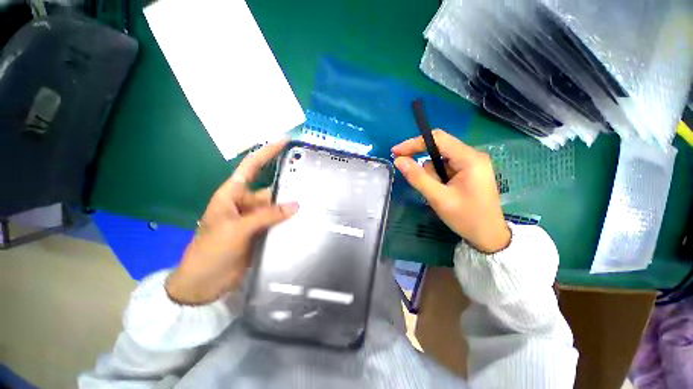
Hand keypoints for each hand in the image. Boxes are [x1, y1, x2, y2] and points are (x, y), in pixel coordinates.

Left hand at [166, 141, 297, 304]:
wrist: (205, 283)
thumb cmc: (211, 251)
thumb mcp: (236, 229)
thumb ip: (266, 216)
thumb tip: (295, 205)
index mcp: (232, 195)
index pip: (251, 167)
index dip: (267, 152)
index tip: (284, 142)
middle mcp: (246, 203)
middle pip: (271, 189)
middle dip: (288, 185)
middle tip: (311, 180)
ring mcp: (255, 219)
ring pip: (277, 207)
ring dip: (291, 205)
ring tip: (313, 200)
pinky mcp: (263, 232)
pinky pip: (279, 221)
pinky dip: (290, 220)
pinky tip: (305, 219)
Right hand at [392, 130, 509, 252]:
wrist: (488, 236)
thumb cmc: (466, 218)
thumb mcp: (438, 198)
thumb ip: (417, 177)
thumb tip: (398, 160)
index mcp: (469, 158)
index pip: (438, 138)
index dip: (414, 143)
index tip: (395, 152)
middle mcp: (472, 156)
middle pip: (439, 148)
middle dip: (422, 162)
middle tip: (410, 175)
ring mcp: (471, 164)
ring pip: (440, 160)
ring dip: (431, 174)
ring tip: (436, 193)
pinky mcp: (468, 172)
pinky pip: (445, 168)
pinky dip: (437, 178)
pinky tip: (441, 192)